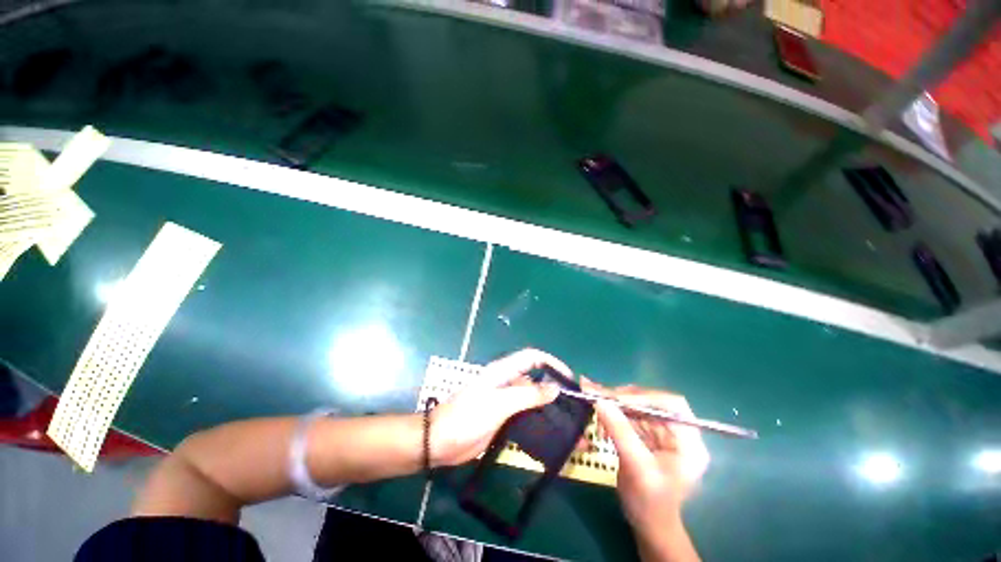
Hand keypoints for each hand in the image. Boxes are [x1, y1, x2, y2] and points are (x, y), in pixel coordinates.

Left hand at [429, 348, 571, 466]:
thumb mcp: (498, 404)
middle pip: (536, 380)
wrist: (439, 443)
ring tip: (571, 428)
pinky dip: (541, 425)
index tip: (569, 379)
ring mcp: (506, 402)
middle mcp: (507, 383)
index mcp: (504, 372)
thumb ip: (527, 395)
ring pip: (533, 401)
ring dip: (550, 411)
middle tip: (576, 408)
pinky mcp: (504, 419)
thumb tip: (554, 388)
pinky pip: (527, 418)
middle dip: (555, 390)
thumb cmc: (467, 417)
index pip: (532, 357)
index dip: (551, 363)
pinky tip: (554, 438)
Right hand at [583, 380, 709, 540]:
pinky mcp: (647, 434)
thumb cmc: (650, 503)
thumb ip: (620, 431)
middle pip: (651, 401)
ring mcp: (661, 432)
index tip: (615, 398)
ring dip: (614, 402)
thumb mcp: (636, 467)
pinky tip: (599, 412)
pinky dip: (612, 412)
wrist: (648, 525)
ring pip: (637, 405)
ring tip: (592, 399)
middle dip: (623, 397)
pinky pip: (628, 414)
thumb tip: (599, 399)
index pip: (671, 405)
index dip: (643, 396)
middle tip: (596, 393)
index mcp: (688, 441)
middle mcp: (677, 431)